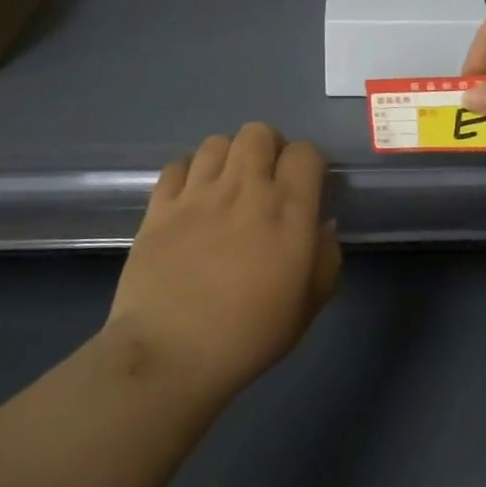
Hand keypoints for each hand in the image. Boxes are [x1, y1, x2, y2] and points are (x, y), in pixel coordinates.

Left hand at [108, 123, 341, 399]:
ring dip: (229, 157)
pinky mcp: (159, 206)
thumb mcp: (308, 305)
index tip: (306, 185)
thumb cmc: (250, 334)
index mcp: (288, 210)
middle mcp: (244, 189)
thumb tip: (323, 225)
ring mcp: (197, 194)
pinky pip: (176, 166)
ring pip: (216, 142)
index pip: (305, 152)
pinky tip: (191, 198)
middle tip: (266, 179)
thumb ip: (326, 258)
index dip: (309, 162)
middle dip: (268, 148)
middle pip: (258, 132)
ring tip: (227, 186)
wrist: (171, 354)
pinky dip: (189, 174)